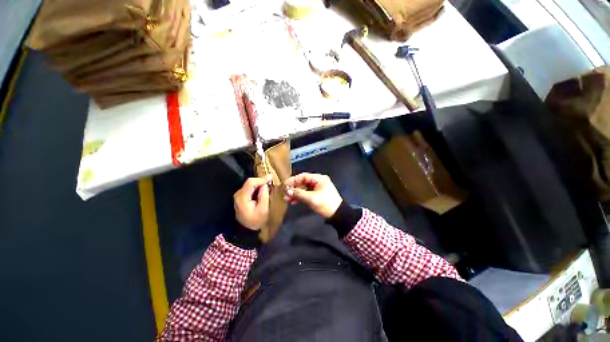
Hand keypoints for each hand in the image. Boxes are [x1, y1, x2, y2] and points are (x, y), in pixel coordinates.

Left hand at [234, 175, 271, 229]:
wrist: (246, 230)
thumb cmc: (256, 221)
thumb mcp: (263, 209)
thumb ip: (264, 195)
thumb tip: (265, 184)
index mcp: (242, 198)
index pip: (251, 183)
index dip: (261, 179)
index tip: (271, 177)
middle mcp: (238, 194)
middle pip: (250, 182)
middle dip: (261, 180)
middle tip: (271, 180)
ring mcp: (239, 195)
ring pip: (250, 184)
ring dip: (259, 183)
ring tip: (268, 183)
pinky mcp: (241, 197)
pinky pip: (250, 188)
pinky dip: (257, 186)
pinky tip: (263, 188)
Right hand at [284, 173, 341, 218]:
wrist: (338, 215)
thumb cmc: (325, 204)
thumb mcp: (311, 198)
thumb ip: (298, 193)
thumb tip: (287, 190)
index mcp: (319, 179)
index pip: (303, 176)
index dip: (293, 180)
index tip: (284, 185)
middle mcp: (318, 181)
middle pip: (303, 182)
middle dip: (293, 189)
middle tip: (285, 194)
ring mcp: (317, 188)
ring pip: (304, 189)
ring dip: (296, 194)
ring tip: (287, 199)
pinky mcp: (317, 195)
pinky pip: (306, 194)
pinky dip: (300, 197)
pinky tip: (293, 202)